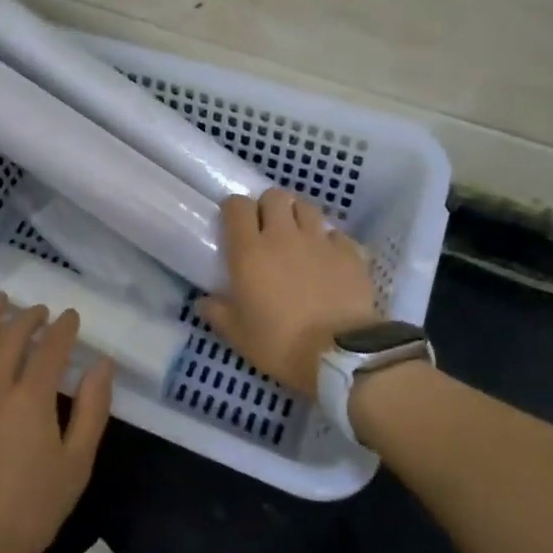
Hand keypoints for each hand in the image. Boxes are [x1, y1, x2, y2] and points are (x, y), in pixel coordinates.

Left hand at [0, 294, 114, 552]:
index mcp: (32, 399)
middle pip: (11, 337)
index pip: (51, 348)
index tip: (70, 317)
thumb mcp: (76, 466)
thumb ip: (92, 412)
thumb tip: (102, 365)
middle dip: (29, 318)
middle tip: (39, 311)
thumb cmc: (28, 513)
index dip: (63, 328)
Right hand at [198, 189, 379, 399]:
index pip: (237, 206)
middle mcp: (283, 236)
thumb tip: (202, 301)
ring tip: (298, 236)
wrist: (340, 356)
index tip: (234, 223)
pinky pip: (336, 234)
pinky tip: (328, 257)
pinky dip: (330, 241)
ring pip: (307, 207)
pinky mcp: (349, 253)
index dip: (234, 209)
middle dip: (268, 206)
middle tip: (267, 227)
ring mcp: (319, 241)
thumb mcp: (239, 335)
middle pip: (274, 196)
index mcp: (250, 251)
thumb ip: (217, 313)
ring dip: (299, 216)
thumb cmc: (281, 344)